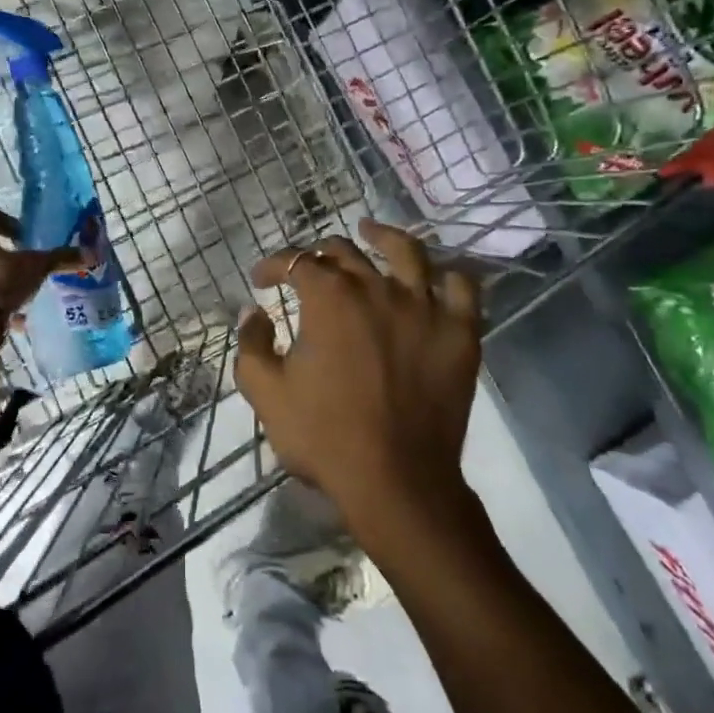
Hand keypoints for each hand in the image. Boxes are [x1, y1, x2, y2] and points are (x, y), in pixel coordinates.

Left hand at [0, 210, 81, 314]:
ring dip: (5, 278)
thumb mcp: (36, 266)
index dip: (14, 224)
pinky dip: (1, 302)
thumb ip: (60, 258)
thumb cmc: (0, 279)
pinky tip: (20, 314)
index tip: (30, 237)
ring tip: (28, 287)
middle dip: (10, 252)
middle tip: (31, 260)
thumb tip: (89, 253)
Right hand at [235, 218, 482, 535]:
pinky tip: (435, 277)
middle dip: (319, 254)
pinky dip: (448, 276)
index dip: (272, 266)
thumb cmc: (324, 436)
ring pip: (407, 251)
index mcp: (329, 298)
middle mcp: (378, 288)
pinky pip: (463, 288)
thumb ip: (251, 344)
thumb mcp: (265, 392)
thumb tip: (252, 312)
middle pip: (346, 252)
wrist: (396, 481)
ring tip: (371, 231)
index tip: (261, 281)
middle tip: (308, 269)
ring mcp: (425, 307)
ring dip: (384, 236)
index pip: (295, 261)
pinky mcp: (461, 333)